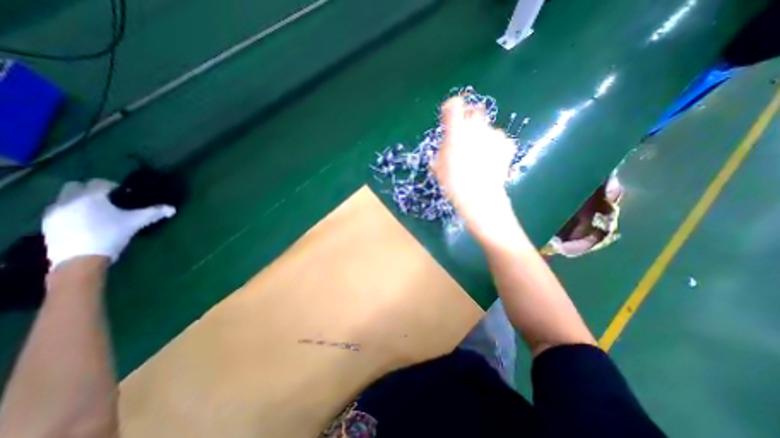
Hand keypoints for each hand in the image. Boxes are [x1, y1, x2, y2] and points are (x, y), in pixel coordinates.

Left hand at [43, 178, 175, 269]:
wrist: (80, 259)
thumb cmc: (110, 234)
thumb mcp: (136, 222)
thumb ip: (154, 213)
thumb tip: (173, 209)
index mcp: (90, 196)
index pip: (99, 182)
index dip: (112, 186)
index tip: (123, 194)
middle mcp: (68, 200)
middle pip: (76, 186)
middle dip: (90, 190)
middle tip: (108, 201)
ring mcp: (54, 212)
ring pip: (65, 199)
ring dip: (79, 201)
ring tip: (97, 214)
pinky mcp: (47, 224)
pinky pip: (60, 211)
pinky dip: (71, 213)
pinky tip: (85, 224)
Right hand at [434, 98, 516, 241]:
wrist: (479, 196)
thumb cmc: (453, 183)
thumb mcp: (438, 168)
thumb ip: (439, 153)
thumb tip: (441, 151)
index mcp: (456, 132)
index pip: (454, 105)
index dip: (451, 107)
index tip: (449, 114)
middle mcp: (476, 128)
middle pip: (474, 111)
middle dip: (469, 120)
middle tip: (465, 136)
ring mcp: (494, 134)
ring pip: (486, 128)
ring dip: (482, 136)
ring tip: (479, 156)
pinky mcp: (507, 144)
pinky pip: (499, 140)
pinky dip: (494, 146)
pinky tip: (491, 161)